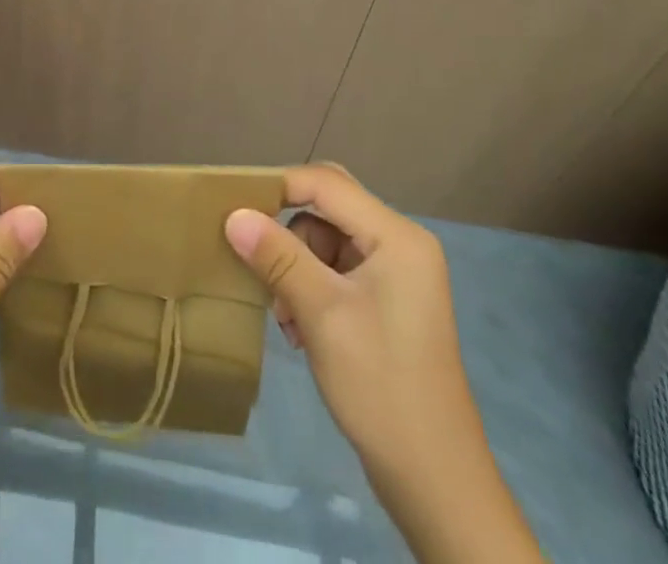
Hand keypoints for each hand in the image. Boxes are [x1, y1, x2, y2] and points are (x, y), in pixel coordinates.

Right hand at [225, 164, 544, 563]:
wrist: (434, 482)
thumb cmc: (380, 386)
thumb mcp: (322, 314)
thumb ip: (278, 256)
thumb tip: (233, 214)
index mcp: (397, 236)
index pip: (325, 184)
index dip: (277, 187)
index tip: (233, 207)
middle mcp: (400, 243)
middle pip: (327, 207)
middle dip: (288, 231)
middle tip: (255, 256)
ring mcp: (396, 274)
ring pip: (326, 239)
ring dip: (295, 266)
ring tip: (284, 315)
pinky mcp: (386, 302)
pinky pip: (335, 269)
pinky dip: (310, 287)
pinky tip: (299, 327)